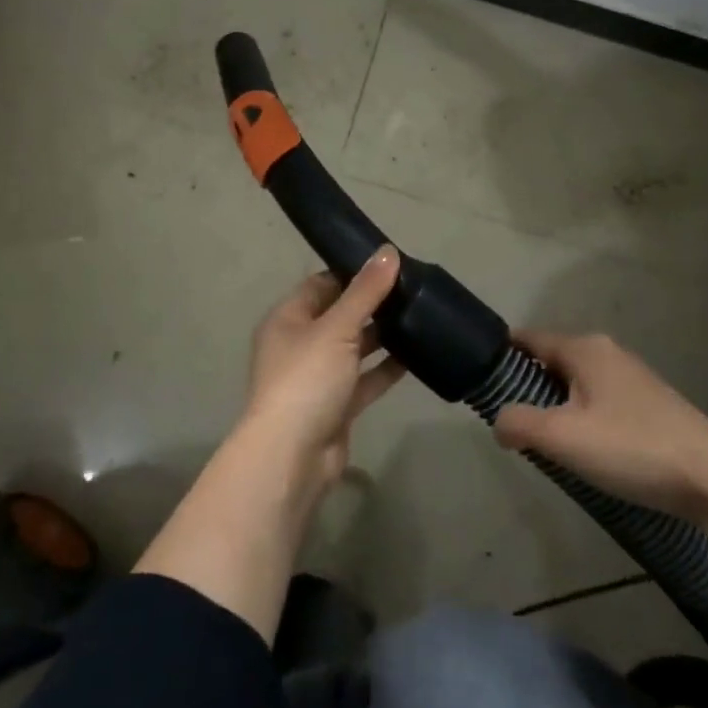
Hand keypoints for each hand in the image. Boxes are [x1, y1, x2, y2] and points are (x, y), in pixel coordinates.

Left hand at [238, 247, 406, 501]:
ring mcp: (317, 377)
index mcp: (288, 318)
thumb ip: (365, 291)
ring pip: (354, 348)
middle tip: (412, 288)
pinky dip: (385, 369)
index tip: (389, 264)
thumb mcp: (337, 327)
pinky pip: (364, 379)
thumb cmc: (306, 379)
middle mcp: (300, 344)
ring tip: (419, 316)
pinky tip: (416, 356)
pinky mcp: (336, 406)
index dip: (352, 272)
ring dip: (381, 336)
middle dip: (371, 304)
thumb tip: (389, 251)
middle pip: (339, 314)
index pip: (322, 284)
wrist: (292, 456)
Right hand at [491, 330, 707, 522]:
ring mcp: (634, 379)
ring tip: (548, 444)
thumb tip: (499, 422)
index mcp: (584, 349)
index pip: (529, 338)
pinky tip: (588, 453)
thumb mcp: (562, 437)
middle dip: (530, 388)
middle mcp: (608, 353)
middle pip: (553, 362)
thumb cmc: (632, 448)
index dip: (502, 356)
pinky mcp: (652, 406)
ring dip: (559, 408)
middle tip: (514, 423)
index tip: (482, 381)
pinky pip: (602, 403)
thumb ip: (518, 424)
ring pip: (578, 385)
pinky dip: (586, 420)